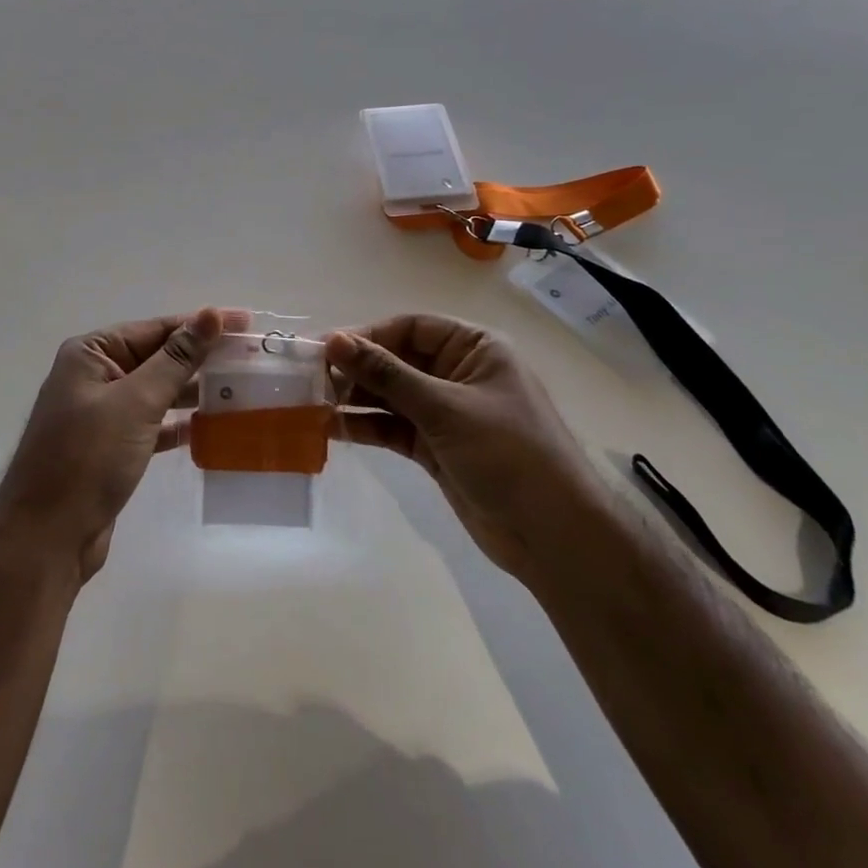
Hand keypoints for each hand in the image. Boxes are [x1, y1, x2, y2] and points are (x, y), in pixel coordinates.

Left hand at [0, 310, 223, 580]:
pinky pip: (151, 423)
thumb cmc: (88, 458)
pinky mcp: (109, 447)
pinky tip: (209, 424)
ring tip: (239, 389)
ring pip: (156, 391)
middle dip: (201, 358)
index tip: (246, 323)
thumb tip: (212, 314)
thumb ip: (177, 358)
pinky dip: (177, 423)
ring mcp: (100, 413)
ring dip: (193, 390)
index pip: (155, 328)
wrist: (46, 538)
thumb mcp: (136, 402)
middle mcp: (94, 376)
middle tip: (250, 358)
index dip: (201, 325)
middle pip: (157, 357)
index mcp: (91, 353)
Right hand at [327, 315, 601, 580]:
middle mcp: (458, 374)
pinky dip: (365, 426)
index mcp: (474, 349)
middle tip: (311, 380)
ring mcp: (446, 413)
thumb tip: (334, 341)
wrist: (556, 538)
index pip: (411, 328)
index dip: (367, 336)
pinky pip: (393, 427)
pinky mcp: (435, 447)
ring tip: (312, 404)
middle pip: (396, 360)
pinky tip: (332, 429)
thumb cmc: (509, 455)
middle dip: (356, 370)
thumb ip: (387, 375)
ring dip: (355, 399)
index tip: (325, 349)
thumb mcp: (445, 408)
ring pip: (390, 395)